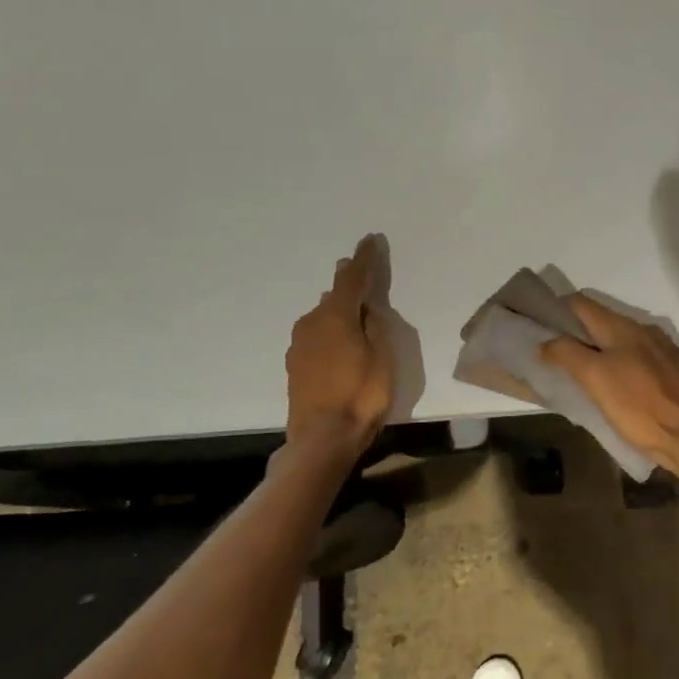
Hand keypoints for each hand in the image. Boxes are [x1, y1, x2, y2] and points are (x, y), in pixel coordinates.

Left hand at [285, 235, 394, 457]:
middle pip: (334, 296)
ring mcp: (300, 345)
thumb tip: (365, 308)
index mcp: (336, 317)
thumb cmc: (361, 395)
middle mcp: (313, 323)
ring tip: (354, 306)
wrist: (322, 438)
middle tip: (361, 269)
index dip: (363, 259)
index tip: (369, 240)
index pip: (352, 279)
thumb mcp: (382, 357)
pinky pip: (316, 335)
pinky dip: (330, 329)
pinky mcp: (296, 365)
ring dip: (338, 308)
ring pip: (322, 316)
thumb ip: (374, 327)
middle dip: (348, 282)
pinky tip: (339, 340)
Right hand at [538, 295, 678, 474]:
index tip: (535, 327)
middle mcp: (642, 330)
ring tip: (574, 373)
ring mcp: (659, 351)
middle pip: (598, 321)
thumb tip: (545, 341)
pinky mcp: (669, 372)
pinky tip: (609, 387)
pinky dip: (614, 365)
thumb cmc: (639, 405)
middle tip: (549, 355)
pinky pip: (633, 359)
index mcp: (622, 327)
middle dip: (573, 333)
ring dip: (594, 350)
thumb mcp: (595, 378)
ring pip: (616, 341)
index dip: (555, 310)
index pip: (580, 304)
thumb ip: (567, 354)